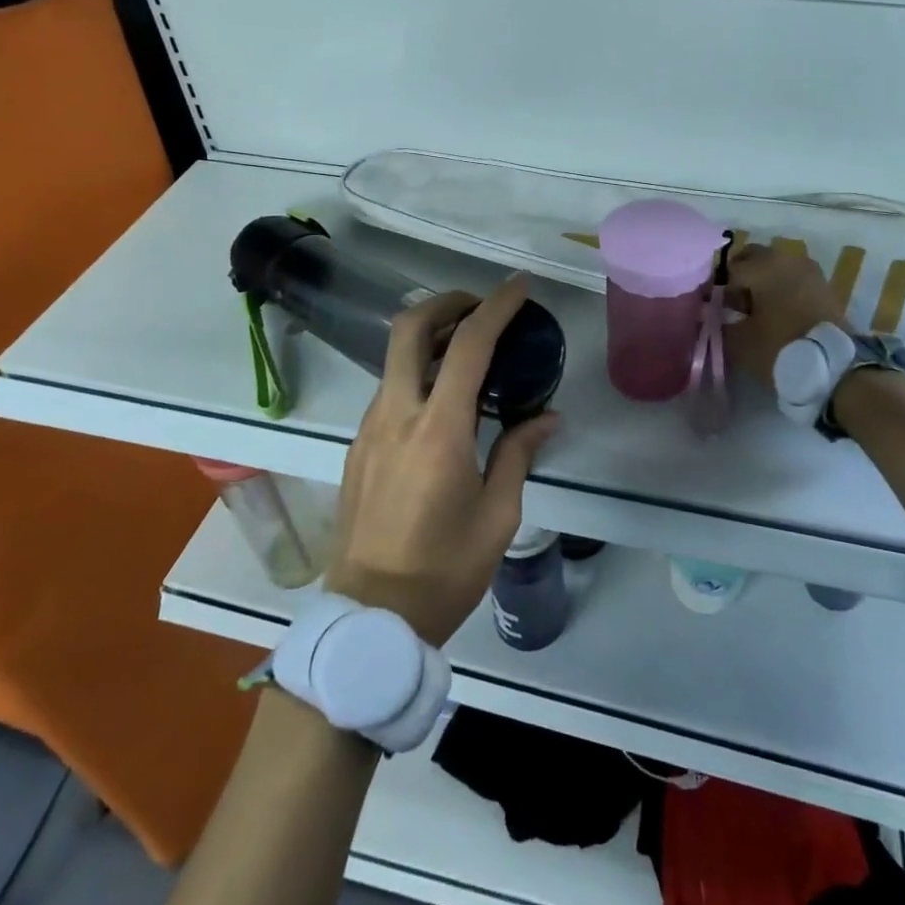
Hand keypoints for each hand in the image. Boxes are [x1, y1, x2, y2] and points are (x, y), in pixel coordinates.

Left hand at [326, 274, 558, 645]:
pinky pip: (389, 388)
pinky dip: (418, 370)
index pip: (468, 346)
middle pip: (409, 329)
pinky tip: (443, 398)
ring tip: (469, 349)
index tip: (519, 287)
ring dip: (430, 336)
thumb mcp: (498, 516)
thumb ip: (519, 454)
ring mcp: (369, 428)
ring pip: (394, 358)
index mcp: (438, 431)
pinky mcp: (358, 445)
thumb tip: (546, 417)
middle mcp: (396, 416)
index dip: (495, 307)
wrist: (370, 617)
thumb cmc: (444, 570)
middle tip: (479, 306)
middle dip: (445, 302)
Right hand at [723, 243, 850, 391]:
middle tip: (731, 306)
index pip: (728, 270)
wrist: (835, 368)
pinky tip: (775, 315)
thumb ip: (717, 324)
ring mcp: (810, 271)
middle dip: (739, 278)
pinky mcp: (824, 287)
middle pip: (753, 259)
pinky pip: (793, 280)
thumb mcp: (739, 341)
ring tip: (754, 313)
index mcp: (764, 265)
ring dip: (761, 283)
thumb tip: (707, 315)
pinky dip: (781, 291)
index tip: (709, 308)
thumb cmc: (780, 347)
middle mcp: (787, 259)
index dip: (714, 289)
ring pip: (775, 268)